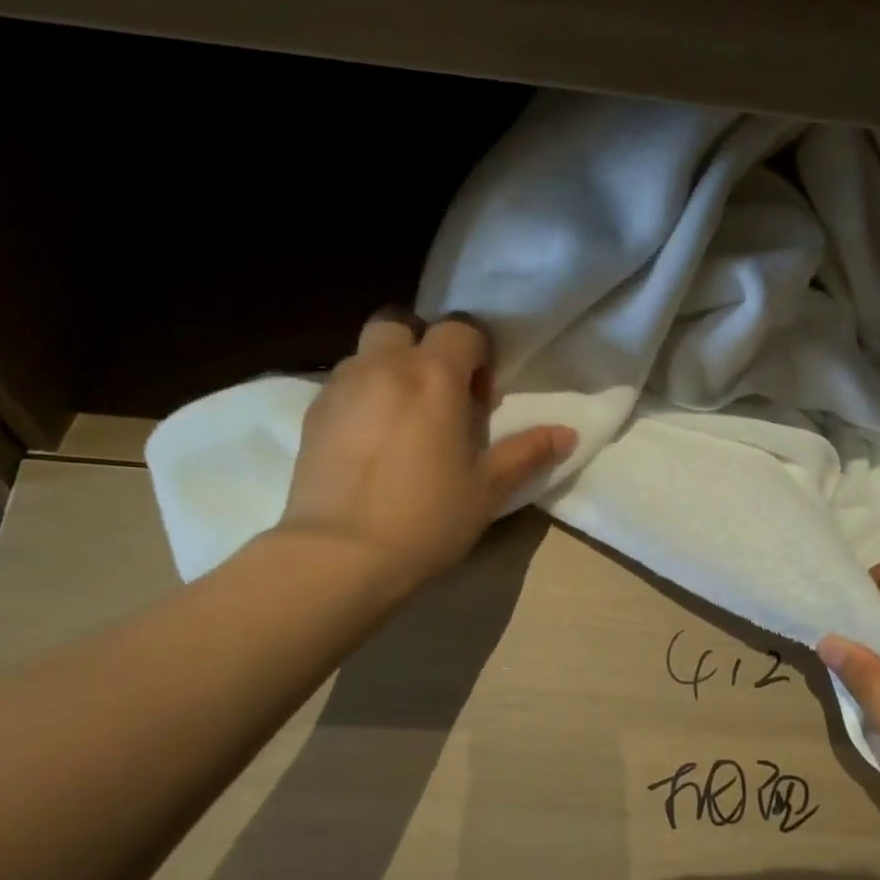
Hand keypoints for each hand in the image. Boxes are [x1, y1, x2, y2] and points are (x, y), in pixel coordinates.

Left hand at [277, 309, 576, 589]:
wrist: (340, 556)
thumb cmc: (427, 518)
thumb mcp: (488, 489)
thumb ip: (527, 453)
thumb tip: (567, 434)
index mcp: (432, 377)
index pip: (460, 329)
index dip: (478, 353)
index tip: (482, 398)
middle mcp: (382, 367)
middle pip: (400, 323)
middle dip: (423, 345)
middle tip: (439, 393)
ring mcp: (340, 388)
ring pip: (367, 353)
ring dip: (390, 370)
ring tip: (404, 421)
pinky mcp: (312, 415)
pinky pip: (342, 386)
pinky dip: (363, 397)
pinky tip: (372, 444)